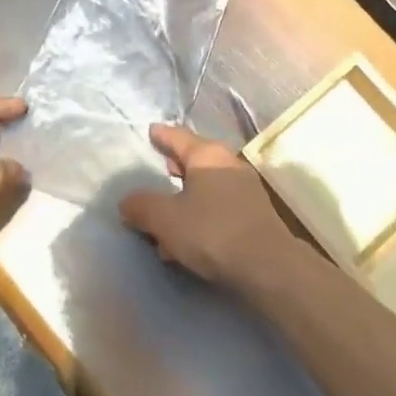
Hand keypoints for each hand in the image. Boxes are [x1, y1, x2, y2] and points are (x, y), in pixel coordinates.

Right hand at [118, 124, 298, 285]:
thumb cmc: (211, 231)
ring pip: (207, 186)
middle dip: (175, 166)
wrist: (267, 265)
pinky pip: (218, 206)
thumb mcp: (165, 219)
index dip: (162, 135)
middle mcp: (229, 164)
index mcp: (207, 155)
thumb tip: (127, 202)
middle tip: (159, 167)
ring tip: (166, 215)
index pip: (179, 137)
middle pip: (196, 160)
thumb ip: (141, 206)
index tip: (152, 130)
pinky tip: (188, 237)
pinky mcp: (253, 214)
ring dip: (186, 197)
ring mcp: (245, 189)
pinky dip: (200, 213)